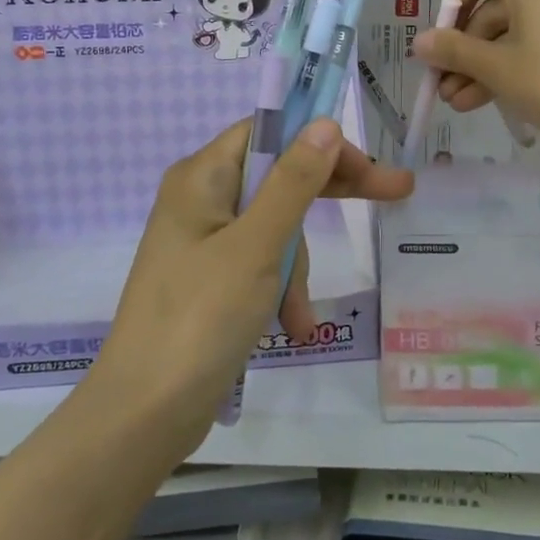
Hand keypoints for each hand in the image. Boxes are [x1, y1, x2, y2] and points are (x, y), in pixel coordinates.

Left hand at [89, 118, 411, 451]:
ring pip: (275, 228)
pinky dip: (280, 291)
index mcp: (201, 177)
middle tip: (396, 193)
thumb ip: (294, 182)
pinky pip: (260, 266)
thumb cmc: (200, 318)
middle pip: (278, 177)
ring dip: (296, 267)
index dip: (320, 141)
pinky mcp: (210, 281)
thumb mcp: (256, 246)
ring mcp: (204, 242)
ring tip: (298, 316)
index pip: (270, 131)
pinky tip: (295, 329)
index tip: (367, 165)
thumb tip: (324, 123)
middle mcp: (201, 200)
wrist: (143, 415)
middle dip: (329, 196)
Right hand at [413, 0, 539, 153]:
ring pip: (516, 29)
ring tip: (461, 104)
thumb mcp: (497, 68)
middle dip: (466, 53)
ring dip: (486, 65)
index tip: (437, 48)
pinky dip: (516, 62)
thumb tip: (419, 42)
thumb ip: (453, 51)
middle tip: (445, 88)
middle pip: (494, 9)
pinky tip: (490, 98)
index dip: (449, 13)